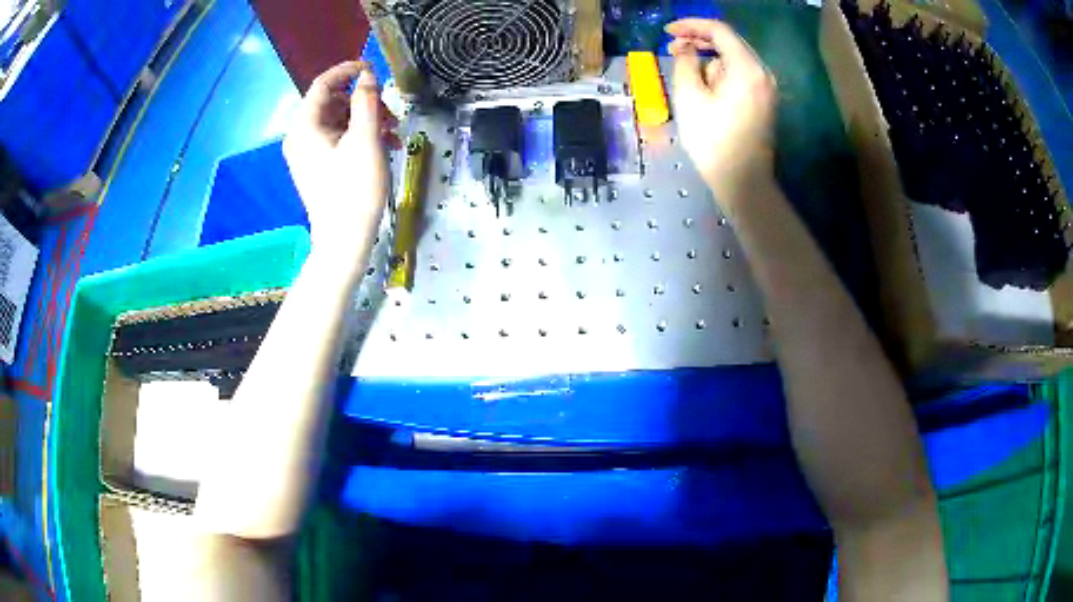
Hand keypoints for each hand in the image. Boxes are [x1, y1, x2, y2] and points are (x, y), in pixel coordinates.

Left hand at [283, 61, 398, 257]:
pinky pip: (338, 139)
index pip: (323, 84)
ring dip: (367, 120)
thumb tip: (367, 76)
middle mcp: (300, 136)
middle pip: (332, 102)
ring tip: (393, 133)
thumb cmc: (354, 188)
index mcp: (305, 126)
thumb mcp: (366, 139)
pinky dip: (360, 136)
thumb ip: (366, 101)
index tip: (373, 68)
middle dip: (363, 101)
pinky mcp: (317, 166)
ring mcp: (308, 153)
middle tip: (390, 112)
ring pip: (339, 120)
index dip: (348, 70)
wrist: (344, 240)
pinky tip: (385, 146)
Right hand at [666, 19, 776, 206]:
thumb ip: (685, 61)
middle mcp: (762, 73)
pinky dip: (722, 74)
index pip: (719, 31)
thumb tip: (687, 48)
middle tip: (672, 48)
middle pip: (729, 43)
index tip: (667, 31)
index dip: (691, 25)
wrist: (743, 182)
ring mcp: (767, 89)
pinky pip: (741, 76)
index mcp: (747, 68)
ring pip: (734, 61)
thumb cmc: (713, 140)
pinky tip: (707, 88)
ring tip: (690, 79)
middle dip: (700, 42)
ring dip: (710, 61)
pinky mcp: (765, 102)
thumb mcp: (689, 96)